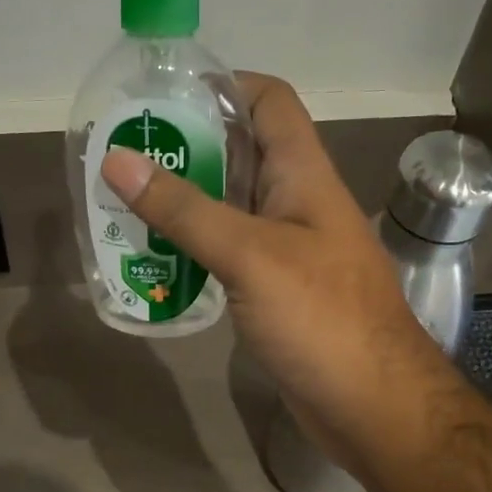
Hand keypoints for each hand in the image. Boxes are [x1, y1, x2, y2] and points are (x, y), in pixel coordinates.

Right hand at [99, 74, 443, 467]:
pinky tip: (156, 258)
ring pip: (231, 207)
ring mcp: (288, 250)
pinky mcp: (277, 292)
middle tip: (125, 153)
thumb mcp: (249, 255)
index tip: (163, 95)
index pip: (270, 102)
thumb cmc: (321, 319)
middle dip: (188, 147)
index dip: (223, 85)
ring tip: (124, 202)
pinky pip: (230, 254)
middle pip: (243, 153)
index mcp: (303, 175)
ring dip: (185, 202)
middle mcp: (298, 203)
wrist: (373, 407)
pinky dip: (195, 249)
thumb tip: (118, 159)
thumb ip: (184, 209)